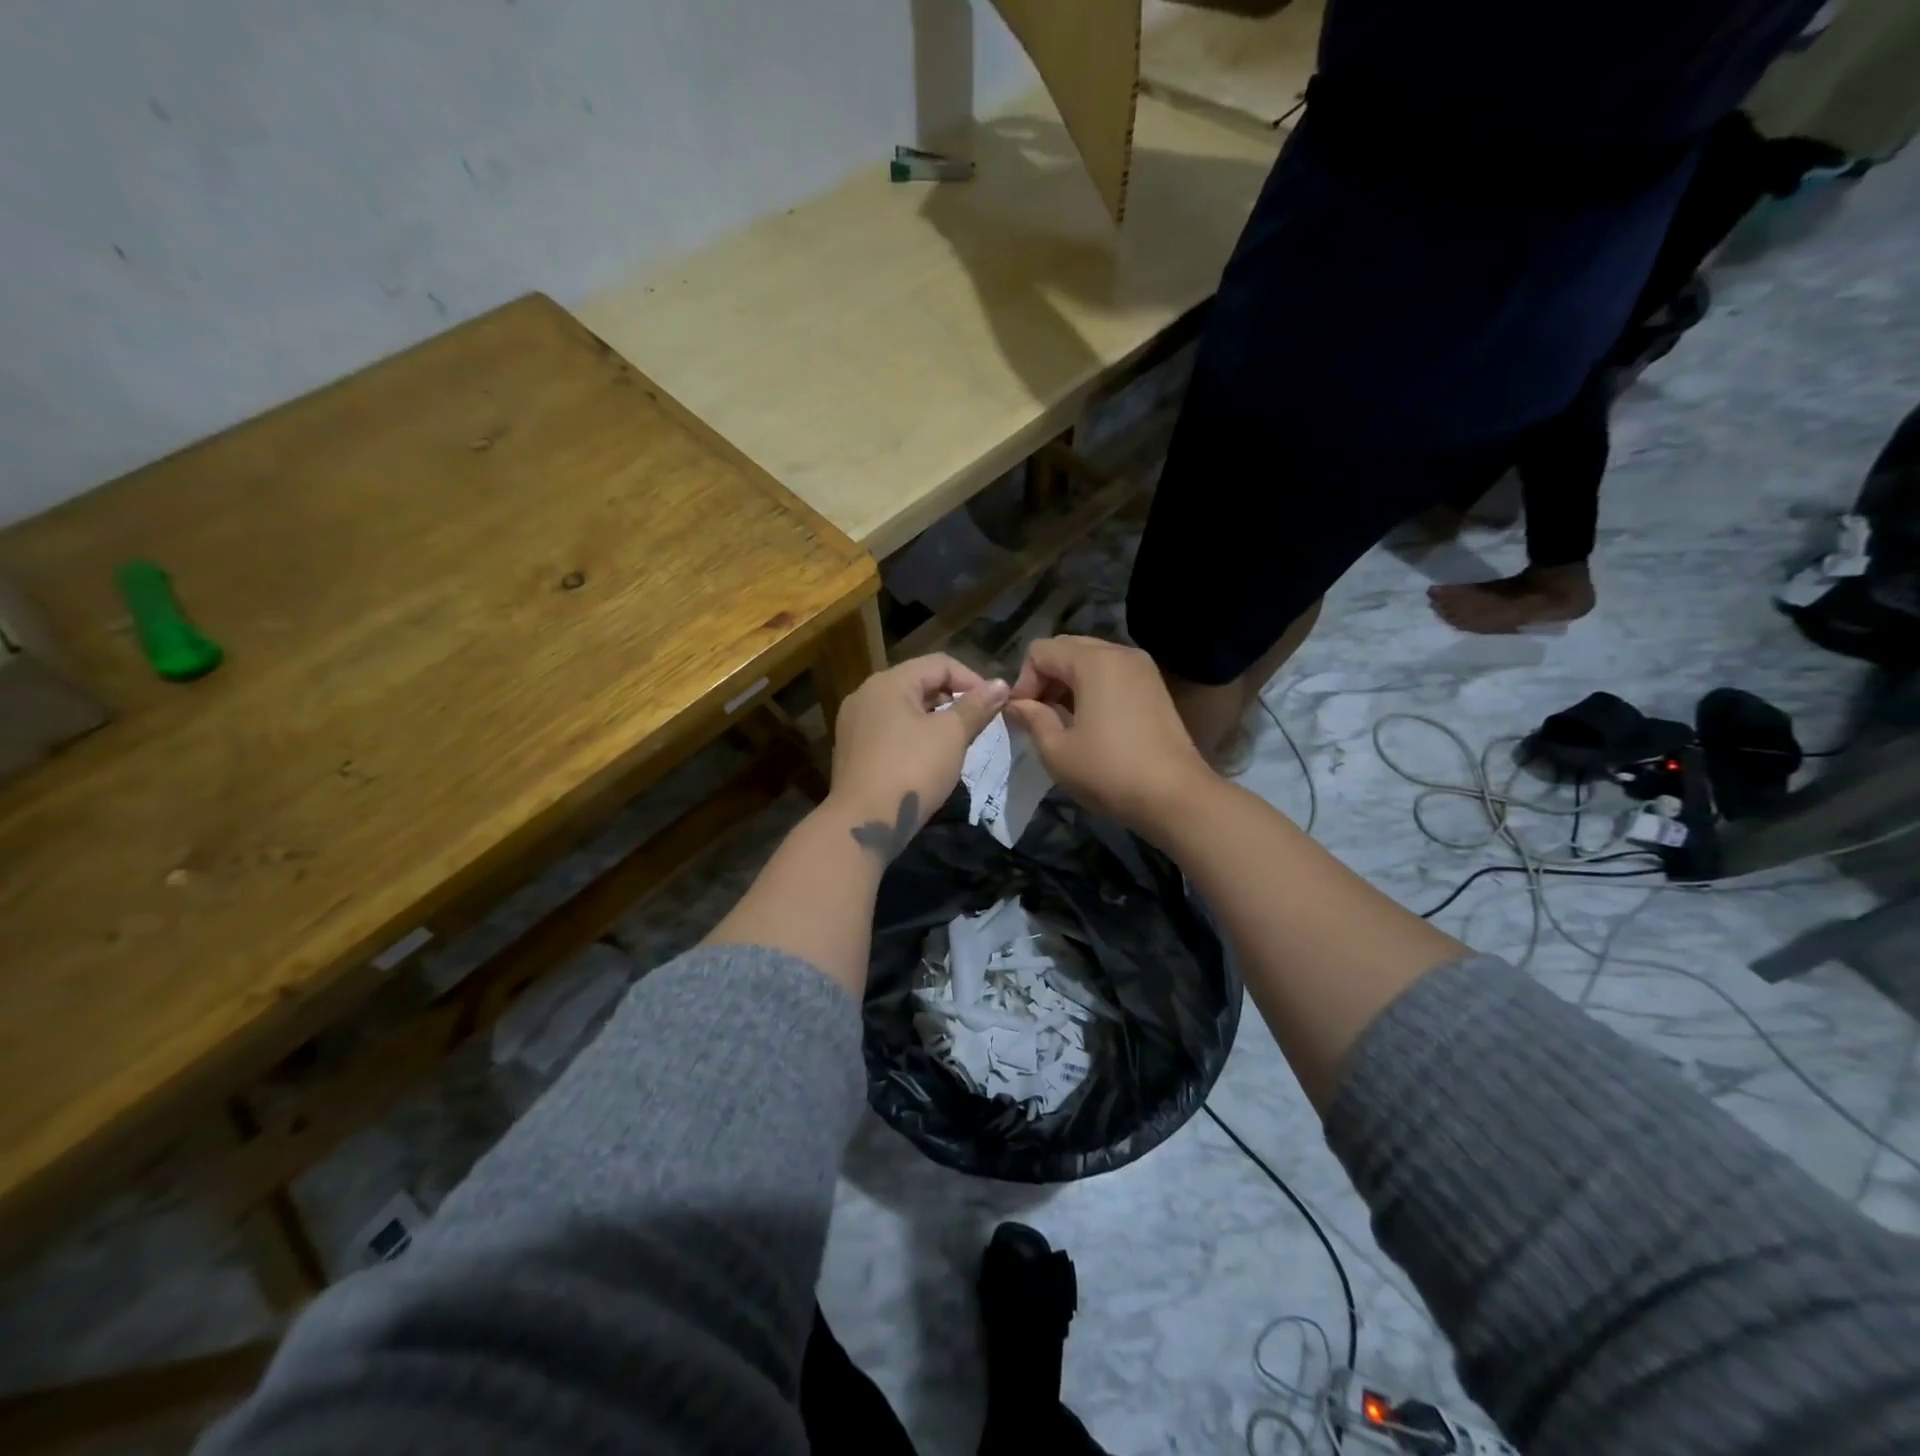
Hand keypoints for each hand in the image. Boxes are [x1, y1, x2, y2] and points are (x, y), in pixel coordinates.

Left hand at [825, 654, 1008, 861]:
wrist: (864, 823)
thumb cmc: (912, 770)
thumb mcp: (951, 735)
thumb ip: (976, 706)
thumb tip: (1000, 684)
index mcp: (888, 682)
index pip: (940, 664)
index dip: (973, 680)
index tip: (995, 706)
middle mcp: (866, 694)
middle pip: (920, 683)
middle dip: (954, 700)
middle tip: (980, 725)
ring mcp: (854, 723)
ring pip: (905, 709)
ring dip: (936, 719)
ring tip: (959, 742)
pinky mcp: (853, 750)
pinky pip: (890, 731)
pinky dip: (914, 736)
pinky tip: (929, 759)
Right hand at [1004, 636, 1209, 833]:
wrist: (1175, 796)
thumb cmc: (1109, 772)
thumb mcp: (1057, 751)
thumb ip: (1032, 719)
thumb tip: (1016, 705)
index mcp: (1093, 661)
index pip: (1040, 651)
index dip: (1023, 681)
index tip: (1022, 716)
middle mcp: (1119, 653)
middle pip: (1067, 648)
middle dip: (1045, 678)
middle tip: (1039, 716)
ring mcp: (1142, 668)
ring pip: (1090, 660)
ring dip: (1068, 683)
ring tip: (1062, 721)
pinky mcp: (1154, 686)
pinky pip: (1112, 673)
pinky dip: (1093, 688)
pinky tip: (1090, 721)